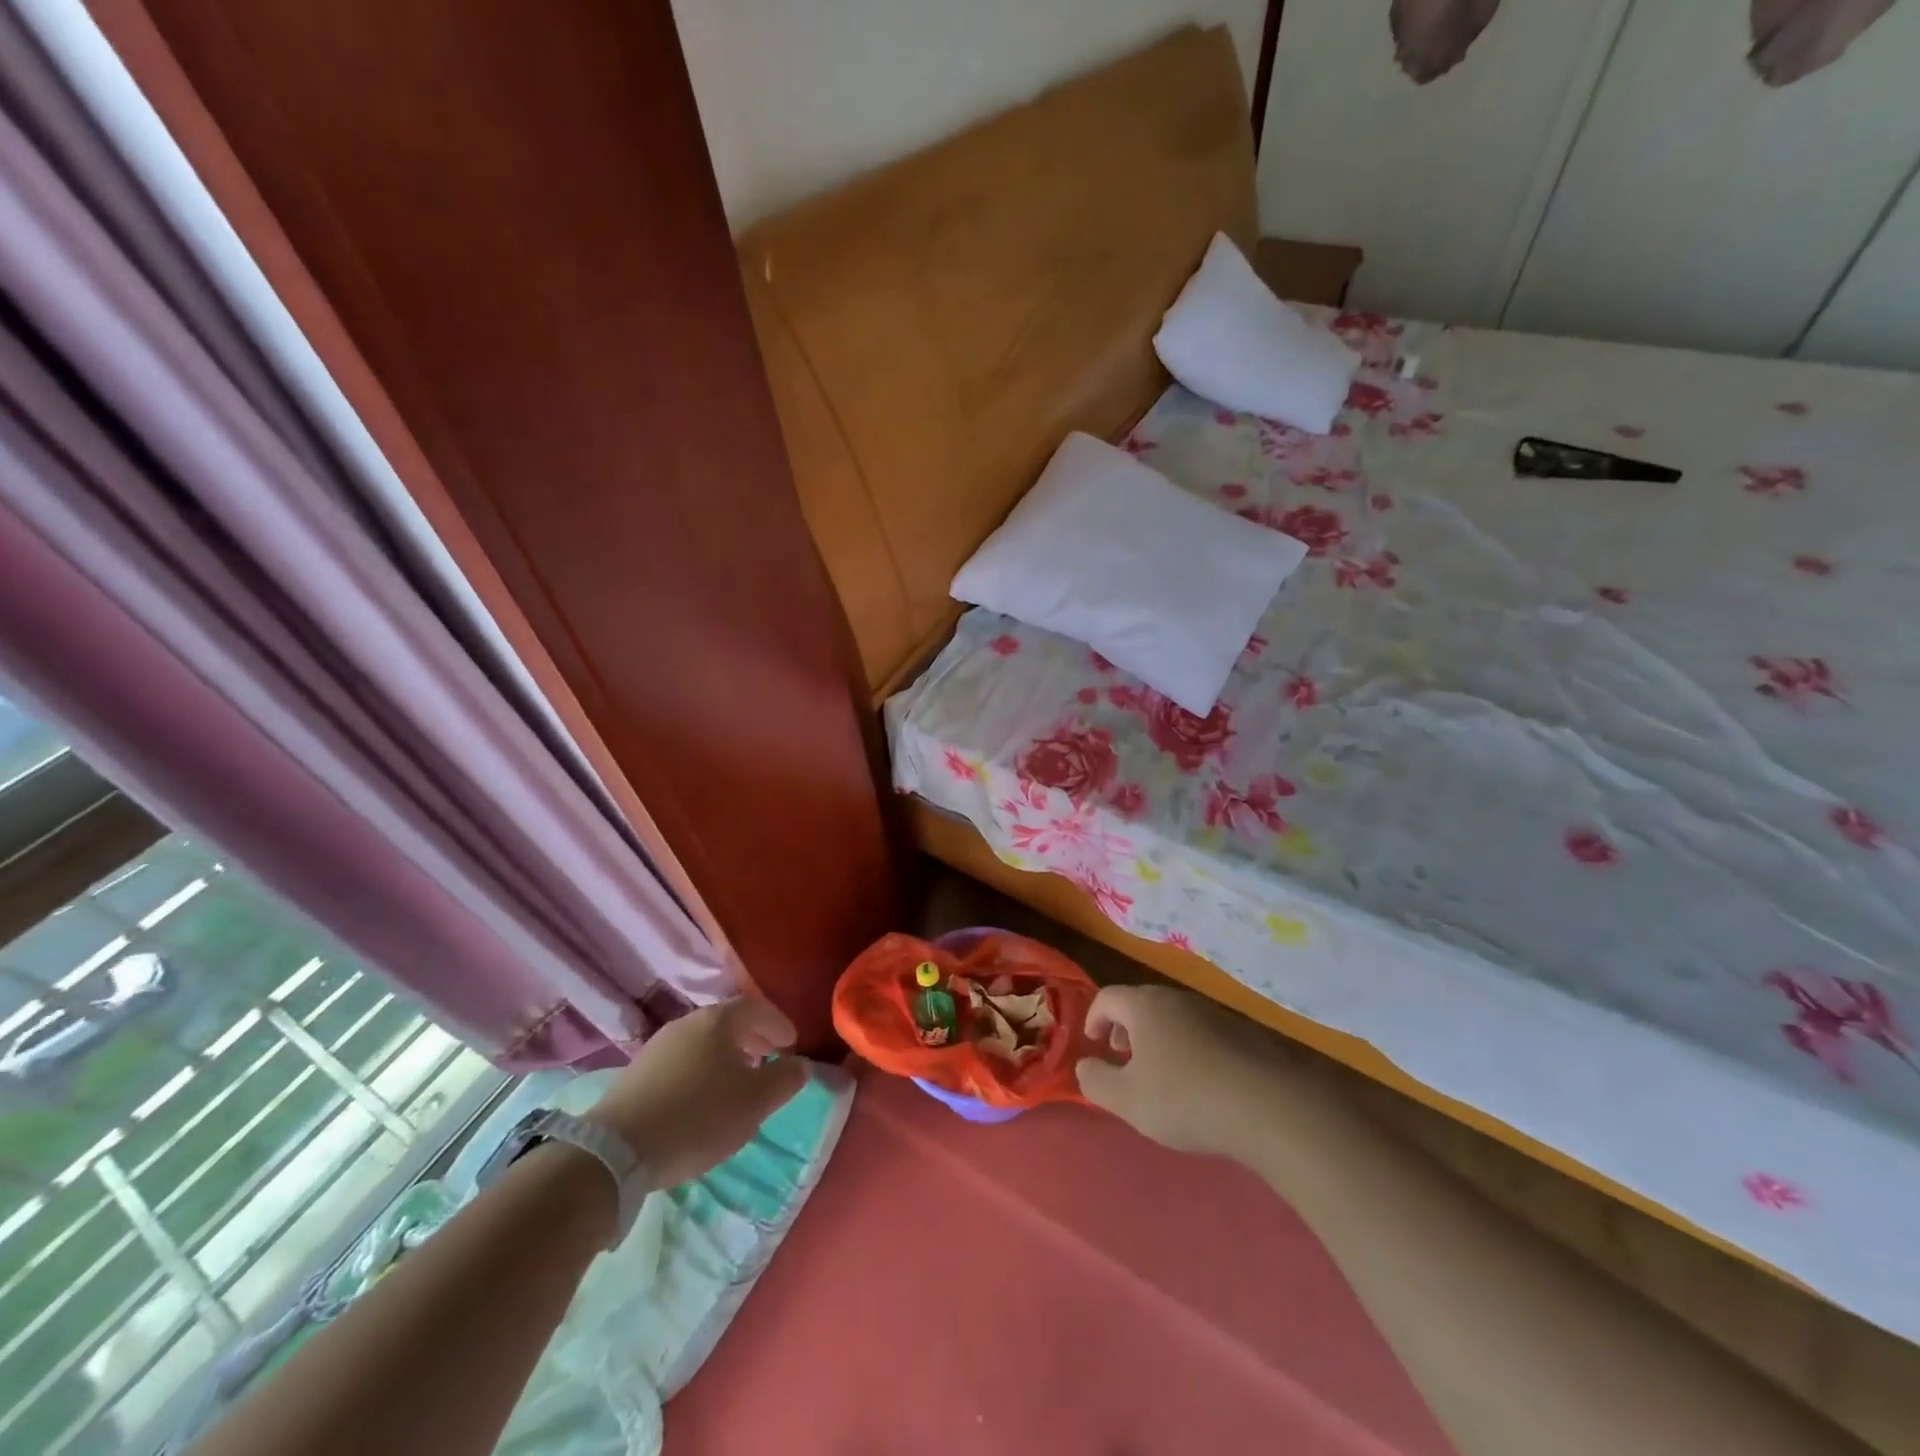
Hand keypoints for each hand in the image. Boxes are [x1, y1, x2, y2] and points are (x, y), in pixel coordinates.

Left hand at [586, 997, 807, 1186]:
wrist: (616, 1150)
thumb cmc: (697, 1117)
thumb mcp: (754, 1102)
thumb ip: (784, 1079)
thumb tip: (800, 1064)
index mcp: (718, 1021)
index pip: (756, 1008)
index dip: (778, 1023)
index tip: (792, 1043)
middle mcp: (687, 1023)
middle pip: (728, 1022)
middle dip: (754, 1037)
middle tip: (771, 1057)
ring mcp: (658, 1047)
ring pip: (704, 1042)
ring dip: (728, 1055)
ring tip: (740, 1080)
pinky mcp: (638, 1074)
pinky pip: (683, 1061)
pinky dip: (703, 1070)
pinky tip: (704, 1097)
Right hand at [1075, 984, 1299, 1157]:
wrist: (1267, 1106)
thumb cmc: (1184, 1098)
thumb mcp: (1126, 1100)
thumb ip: (1095, 1081)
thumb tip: (1085, 1065)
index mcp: (1145, 1006)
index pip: (1107, 997)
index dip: (1094, 1018)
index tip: (1093, 1044)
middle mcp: (1177, 999)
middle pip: (1141, 1004)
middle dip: (1125, 1028)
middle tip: (1122, 1058)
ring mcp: (1213, 1013)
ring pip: (1173, 1017)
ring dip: (1157, 1039)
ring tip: (1159, 1075)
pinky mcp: (1242, 1033)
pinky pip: (1201, 1032)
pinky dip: (1187, 1048)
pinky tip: (1198, 1084)